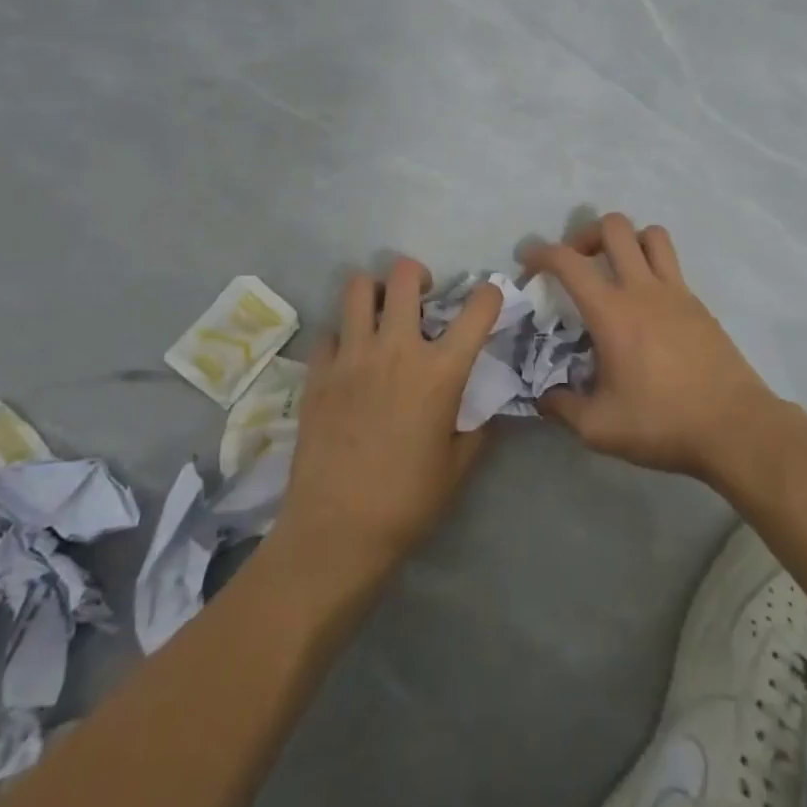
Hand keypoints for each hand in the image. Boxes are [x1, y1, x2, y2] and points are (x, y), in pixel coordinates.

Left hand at [276, 258, 501, 579]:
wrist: (337, 531)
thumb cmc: (407, 502)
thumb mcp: (457, 466)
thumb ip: (475, 428)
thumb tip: (482, 408)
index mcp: (440, 371)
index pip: (477, 309)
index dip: (489, 294)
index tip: (487, 298)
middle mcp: (397, 349)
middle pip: (405, 275)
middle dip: (418, 275)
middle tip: (420, 297)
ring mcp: (351, 356)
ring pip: (358, 288)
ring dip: (374, 293)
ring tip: (379, 314)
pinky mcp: (318, 372)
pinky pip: (329, 331)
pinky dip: (341, 337)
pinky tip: (347, 359)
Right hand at [526, 213, 781, 479]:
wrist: (735, 427)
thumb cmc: (663, 423)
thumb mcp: (600, 429)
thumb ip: (563, 407)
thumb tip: (544, 396)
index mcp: (612, 312)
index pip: (568, 261)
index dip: (541, 252)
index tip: (528, 262)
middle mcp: (642, 289)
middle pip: (613, 226)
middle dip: (585, 234)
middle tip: (577, 264)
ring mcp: (675, 291)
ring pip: (650, 234)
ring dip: (626, 241)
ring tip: (615, 270)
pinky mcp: (698, 303)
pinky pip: (671, 262)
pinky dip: (651, 264)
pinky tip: (646, 303)